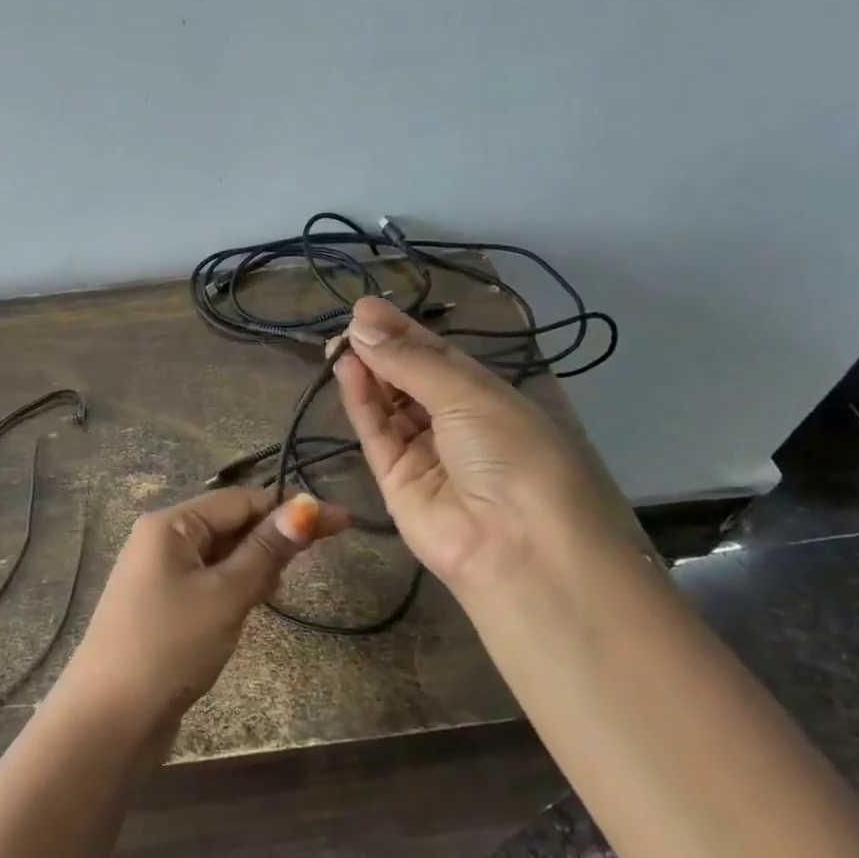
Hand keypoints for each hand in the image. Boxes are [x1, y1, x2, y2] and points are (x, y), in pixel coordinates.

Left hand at [58, 487, 347, 737]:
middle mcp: (162, 540)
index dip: (292, 508)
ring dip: (256, 563)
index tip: (342, 522)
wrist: (109, 719)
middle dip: (273, 536)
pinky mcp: (164, 607)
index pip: (240, 501)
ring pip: (222, 555)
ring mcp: (160, 575)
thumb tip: (306, 508)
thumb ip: (266, 551)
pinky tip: (256, 602)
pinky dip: (237, 586)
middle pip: (230, 524)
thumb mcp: (225, 595)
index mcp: (170, 524)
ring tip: (279, 588)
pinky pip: (210, 581)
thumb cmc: (169, 647)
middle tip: (318, 557)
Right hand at [334, 295, 635, 595]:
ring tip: (340, 342)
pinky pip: (376, 435)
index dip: (405, 332)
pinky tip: (346, 370)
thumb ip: (411, 362)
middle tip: (348, 323)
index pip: (440, 357)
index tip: (367, 309)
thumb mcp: (469, 396)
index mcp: (489, 399)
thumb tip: (362, 325)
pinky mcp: (396, 483)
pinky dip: (361, 403)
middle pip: (411, 380)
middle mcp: (458, 425)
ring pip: (390, 406)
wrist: (518, 548)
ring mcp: (426, 456)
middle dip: (383, 350)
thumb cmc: (512, 455)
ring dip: (368, 373)